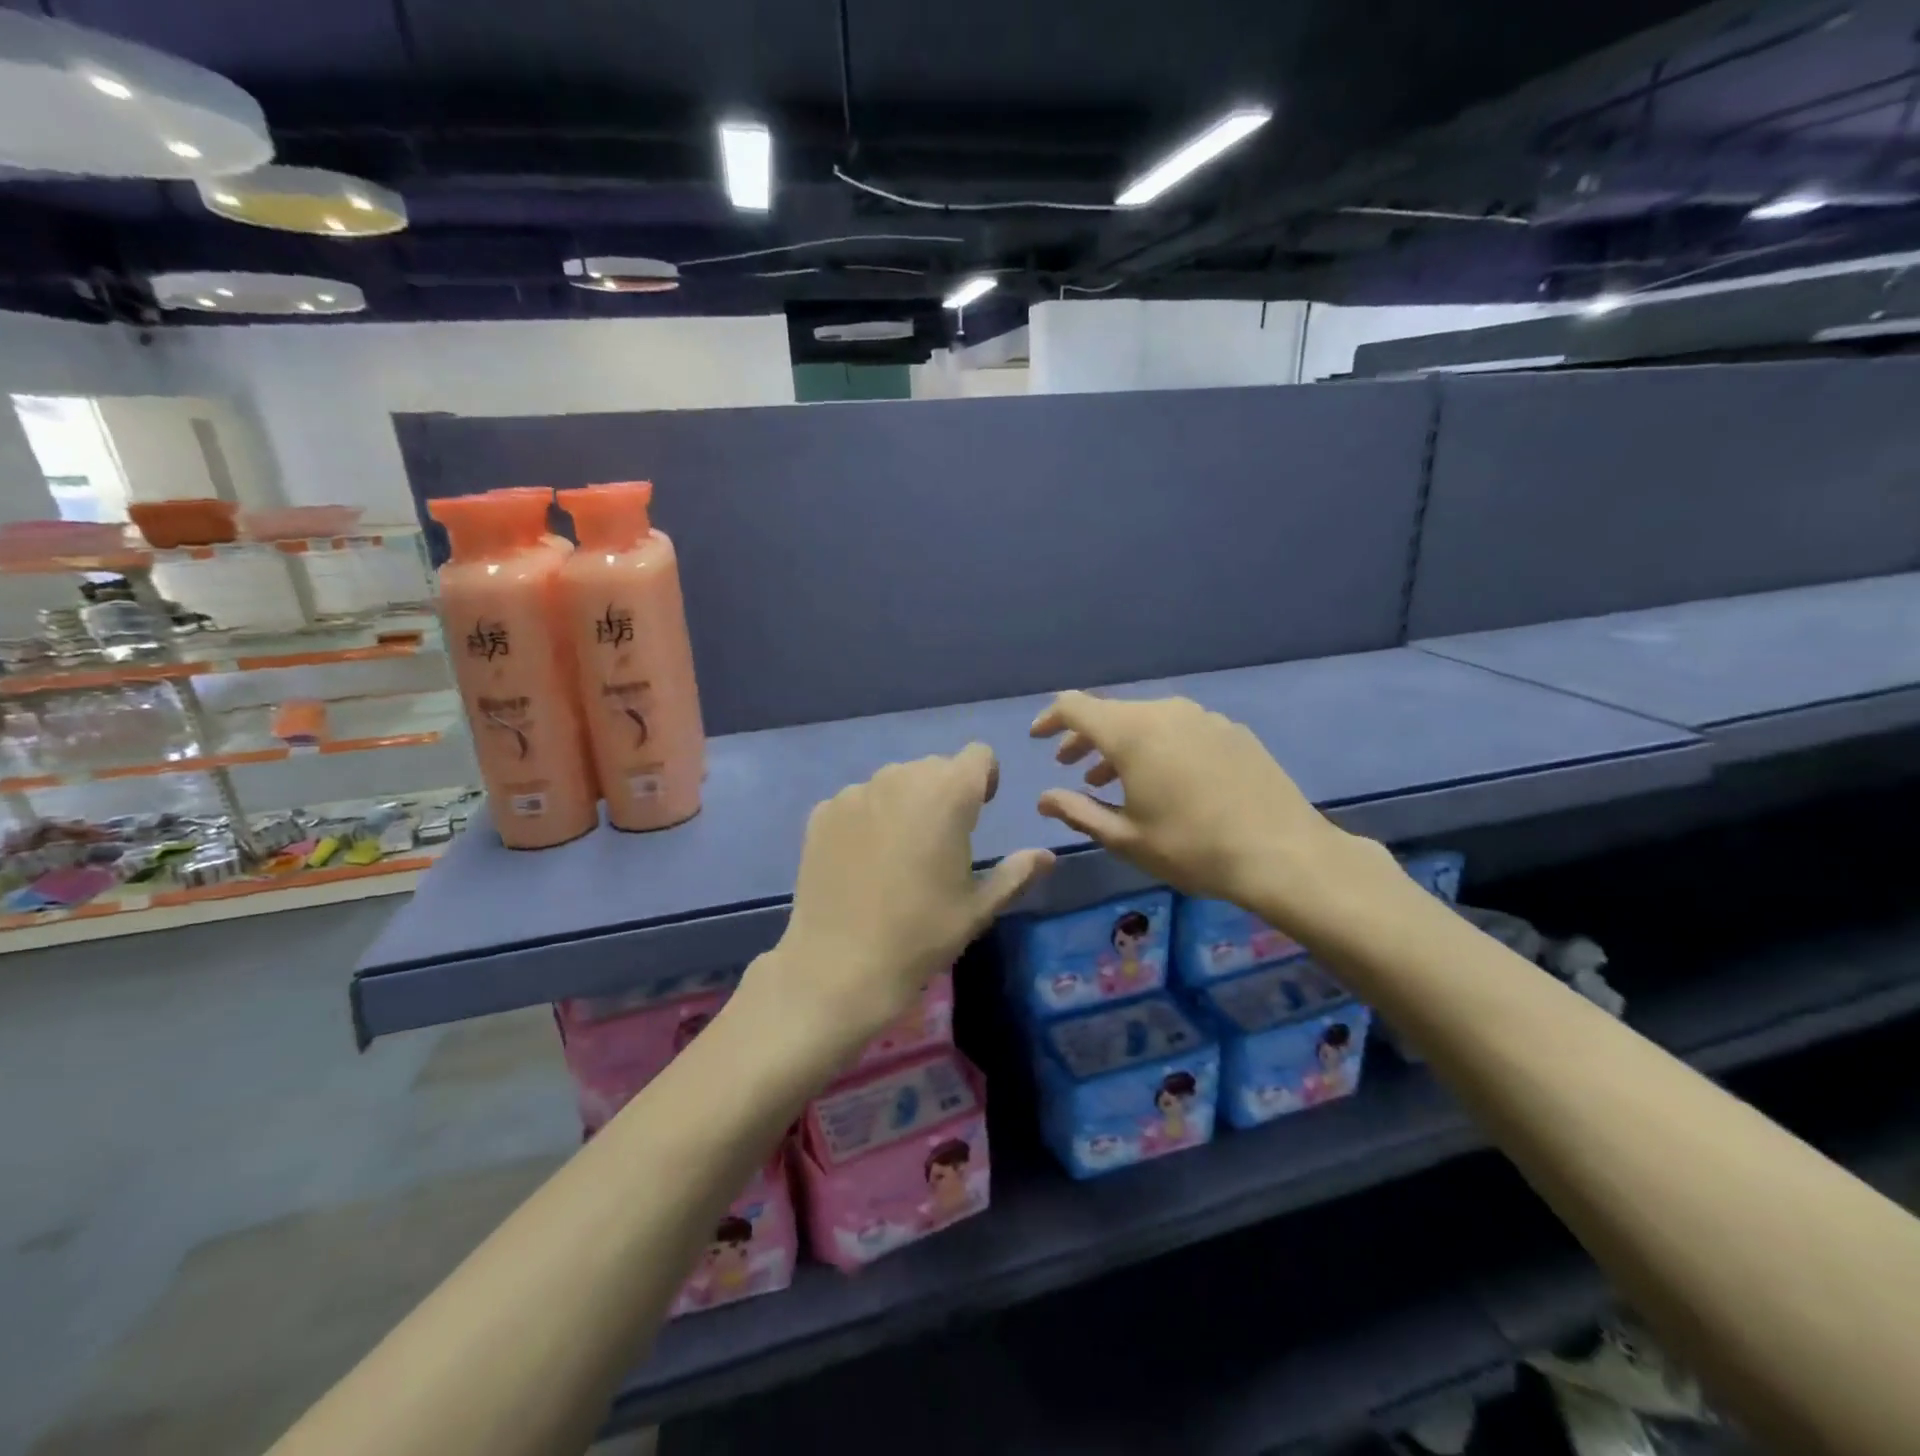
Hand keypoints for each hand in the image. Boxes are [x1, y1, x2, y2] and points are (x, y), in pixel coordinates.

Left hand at [740, 744, 1053, 1072]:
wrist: (838, 966)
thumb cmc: (921, 935)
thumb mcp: (978, 908)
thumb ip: (1016, 873)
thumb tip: (1046, 856)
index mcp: (948, 793)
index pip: (977, 755)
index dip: (984, 780)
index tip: (978, 812)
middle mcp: (901, 777)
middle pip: (934, 767)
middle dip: (944, 793)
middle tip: (939, 842)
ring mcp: (856, 792)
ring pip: (894, 782)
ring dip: (905, 803)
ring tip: (897, 855)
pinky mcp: (822, 811)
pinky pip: (858, 801)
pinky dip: (867, 818)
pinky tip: (861, 863)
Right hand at [1031, 692, 1390, 928]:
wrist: (1283, 853)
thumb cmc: (1192, 848)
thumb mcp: (1125, 838)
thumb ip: (1078, 812)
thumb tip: (1044, 798)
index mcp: (1131, 733)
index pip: (1075, 706)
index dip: (1050, 720)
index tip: (1038, 740)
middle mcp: (1165, 712)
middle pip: (1111, 712)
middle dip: (1085, 737)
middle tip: (1071, 767)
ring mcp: (1203, 717)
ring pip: (1147, 719)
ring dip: (1121, 744)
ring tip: (1112, 778)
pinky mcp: (1231, 730)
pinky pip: (1180, 728)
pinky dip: (1158, 746)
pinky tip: (1166, 780)